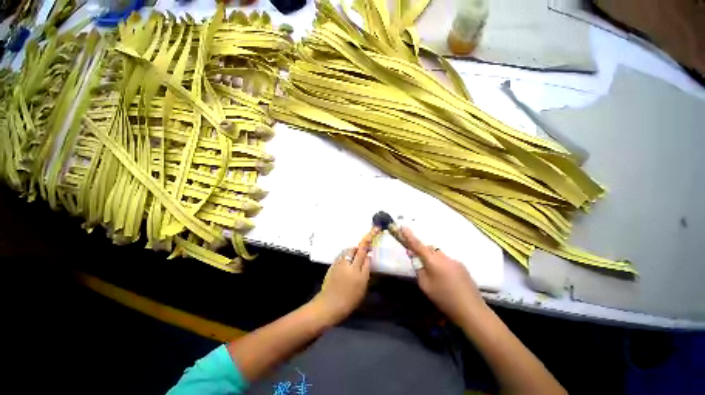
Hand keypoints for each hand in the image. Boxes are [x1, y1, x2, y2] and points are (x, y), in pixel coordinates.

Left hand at [310, 230, 375, 325]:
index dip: (369, 246)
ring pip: (348, 251)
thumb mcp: (362, 288)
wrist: (329, 305)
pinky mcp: (333, 265)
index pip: (366, 256)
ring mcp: (340, 264)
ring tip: (355, 252)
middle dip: (362, 244)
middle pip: (357, 250)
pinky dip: (346, 254)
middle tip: (365, 242)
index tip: (372, 237)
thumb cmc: (349, 300)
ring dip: (353, 249)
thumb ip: (365, 271)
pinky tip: (347, 259)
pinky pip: (342, 255)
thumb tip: (367, 258)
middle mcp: (350, 267)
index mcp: (360, 274)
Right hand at [402, 226, 484, 324]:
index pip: (418, 245)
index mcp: (433, 261)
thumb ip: (418, 269)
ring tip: (434, 274)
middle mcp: (444, 257)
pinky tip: (445, 279)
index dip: (409, 236)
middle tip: (418, 261)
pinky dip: (442, 264)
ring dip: (433, 259)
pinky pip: (447, 261)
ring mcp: (454, 260)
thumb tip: (415, 258)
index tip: (403, 227)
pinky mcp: (462, 266)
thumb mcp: (425, 286)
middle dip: (422, 252)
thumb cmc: (444, 298)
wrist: (471, 310)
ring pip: (438, 255)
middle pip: (429, 249)